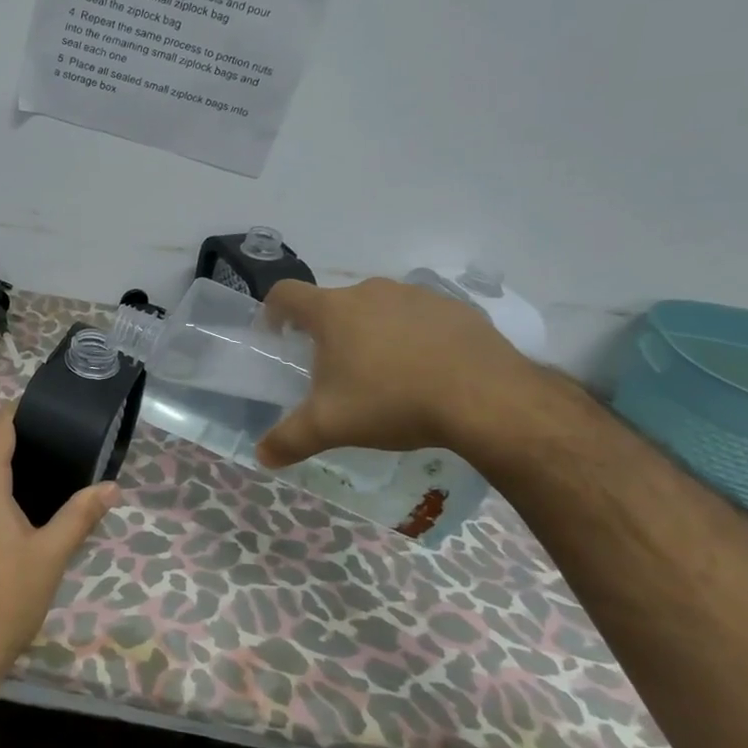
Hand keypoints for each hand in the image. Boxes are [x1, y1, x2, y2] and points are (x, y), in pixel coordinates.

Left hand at [0, 404, 119, 692]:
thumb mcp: (51, 556)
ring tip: (41, 484)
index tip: (37, 405)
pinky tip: (13, 523)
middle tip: (54, 450)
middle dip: (15, 448)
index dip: (13, 412)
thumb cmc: (5, 598)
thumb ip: (80, 516)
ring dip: (2, 477)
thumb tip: (112, 487)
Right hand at [256, 277, 535, 466]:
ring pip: (379, 310)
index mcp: (333, 311)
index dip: (273, 311)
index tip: (277, 336)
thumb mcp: (331, 427)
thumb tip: (261, 455)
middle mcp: (371, 292)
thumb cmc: (393, 402)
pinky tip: (426, 373)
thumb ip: (289, 439)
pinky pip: (421, 319)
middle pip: (335, 304)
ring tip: (384, 374)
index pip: (286, 294)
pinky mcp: (455, 308)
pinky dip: (414, 338)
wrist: (486, 398)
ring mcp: (416, 296)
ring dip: (372, 333)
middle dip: (328, 332)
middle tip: (334, 371)